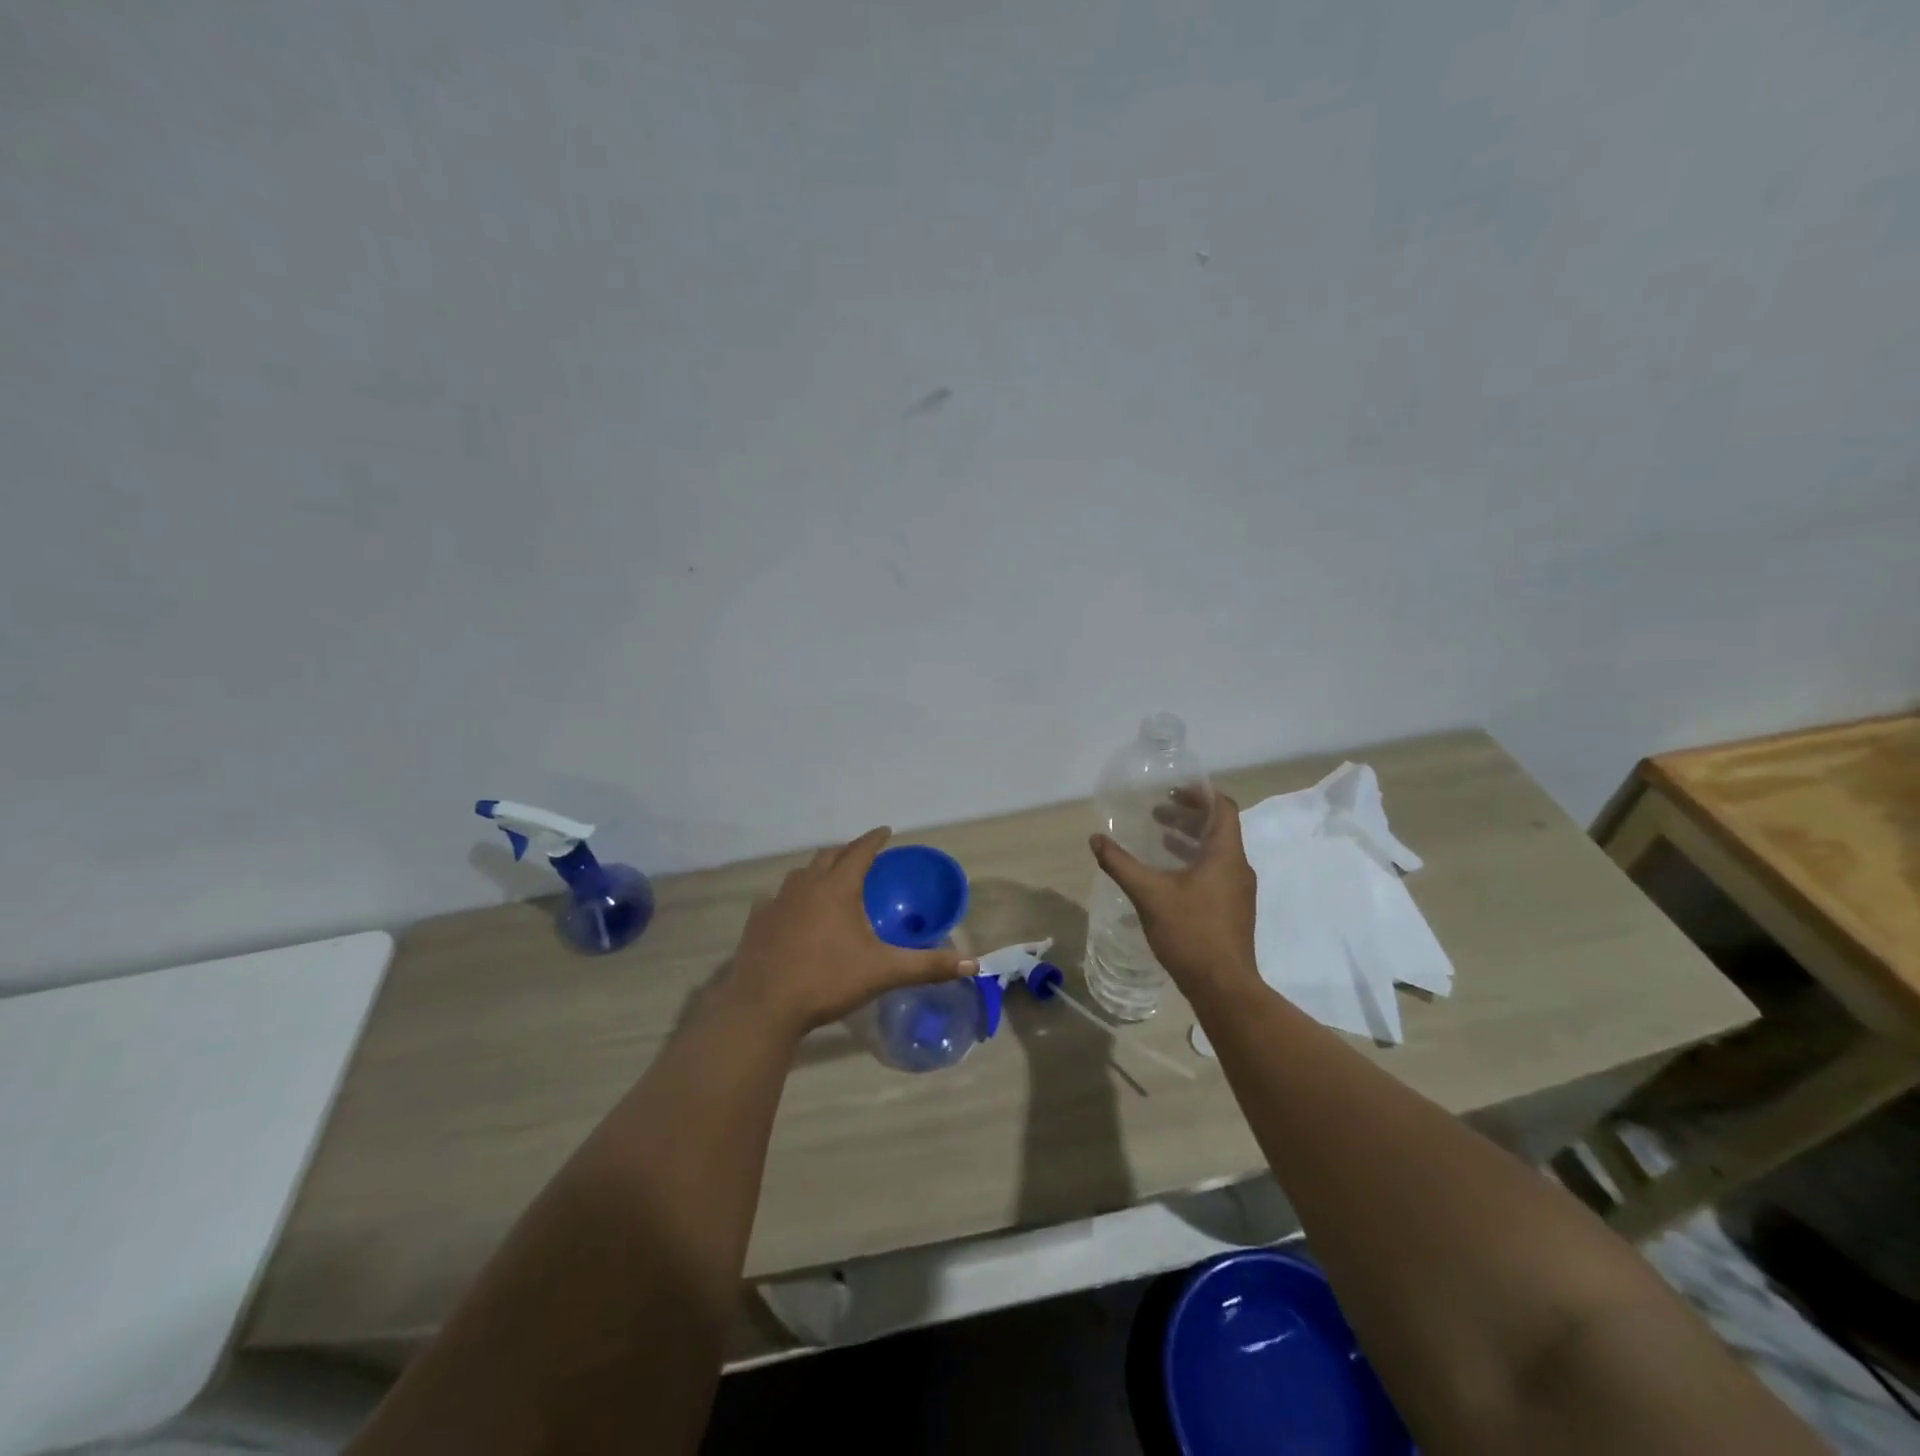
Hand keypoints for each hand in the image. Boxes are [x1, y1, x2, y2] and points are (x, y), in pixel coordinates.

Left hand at [723, 828, 975, 1038]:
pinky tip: (791, 911)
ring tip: (829, 881)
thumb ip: (927, 965)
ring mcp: (777, 901)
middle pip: (828, 855)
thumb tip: (972, 964)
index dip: (874, 839)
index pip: (860, 851)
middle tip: (862, 856)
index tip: (885, 831)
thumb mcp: (883, 972)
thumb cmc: (827, 980)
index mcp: (838, 887)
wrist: (764, 1005)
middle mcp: (806, 885)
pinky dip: (790, 897)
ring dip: (818, 871)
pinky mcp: (758, 921)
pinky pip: (776, 898)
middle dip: (847, 851)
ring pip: (800, 874)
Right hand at [1090, 792, 1258, 996]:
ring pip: (1216, 852)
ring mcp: (1238, 891)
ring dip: (1189, 840)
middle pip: (1218, 828)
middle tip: (1156, 813)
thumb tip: (1096, 840)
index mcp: (1226, 855)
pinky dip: (1193, 863)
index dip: (1199, 794)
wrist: (1223, 987)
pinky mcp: (1233, 910)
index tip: (1171, 791)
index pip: (1223, 807)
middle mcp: (1238, 867)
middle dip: (1187, 816)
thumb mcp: (1149, 894)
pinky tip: (1168, 877)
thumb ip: (1121, 864)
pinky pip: (1215, 872)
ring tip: (1159, 839)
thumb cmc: (1190, 932)